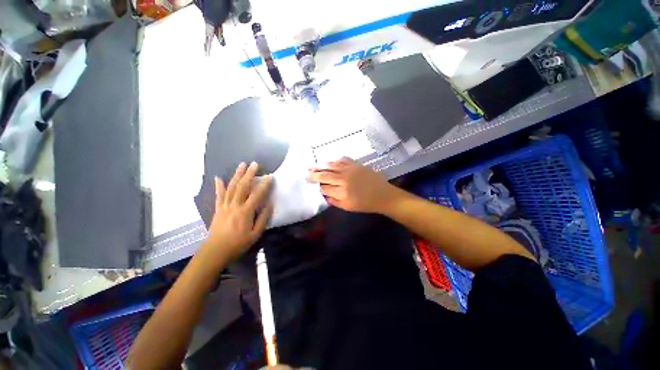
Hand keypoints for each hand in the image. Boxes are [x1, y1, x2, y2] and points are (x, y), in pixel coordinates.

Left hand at [205, 162, 272, 261]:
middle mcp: (235, 206)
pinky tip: (218, 177)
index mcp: (245, 212)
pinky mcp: (218, 209)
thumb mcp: (255, 234)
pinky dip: (218, 186)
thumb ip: (263, 218)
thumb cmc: (238, 244)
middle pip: (242, 186)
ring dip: (237, 175)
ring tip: (241, 165)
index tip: (270, 176)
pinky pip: (218, 195)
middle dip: (249, 174)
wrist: (215, 252)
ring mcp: (225, 206)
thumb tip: (270, 204)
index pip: (257, 195)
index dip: (264, 185)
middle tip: (254, 164)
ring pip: (231, 187)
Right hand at [307, 157, 400, 213]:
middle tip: (306, 174)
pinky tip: (329, 161)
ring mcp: (350, 169)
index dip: (318, 187)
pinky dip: (334, 160)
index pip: (324, 187)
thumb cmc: (366, 204)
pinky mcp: (356, 164)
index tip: (315, 186)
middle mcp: (344, 178)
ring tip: (313, 166)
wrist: (383, 195)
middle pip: (325, 175)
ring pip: (331, 165)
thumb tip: (324, 194)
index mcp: (342, 191)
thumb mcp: (348, 207)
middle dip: (314, 175)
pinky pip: (342, 159)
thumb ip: (334, 201)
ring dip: (321, 166)